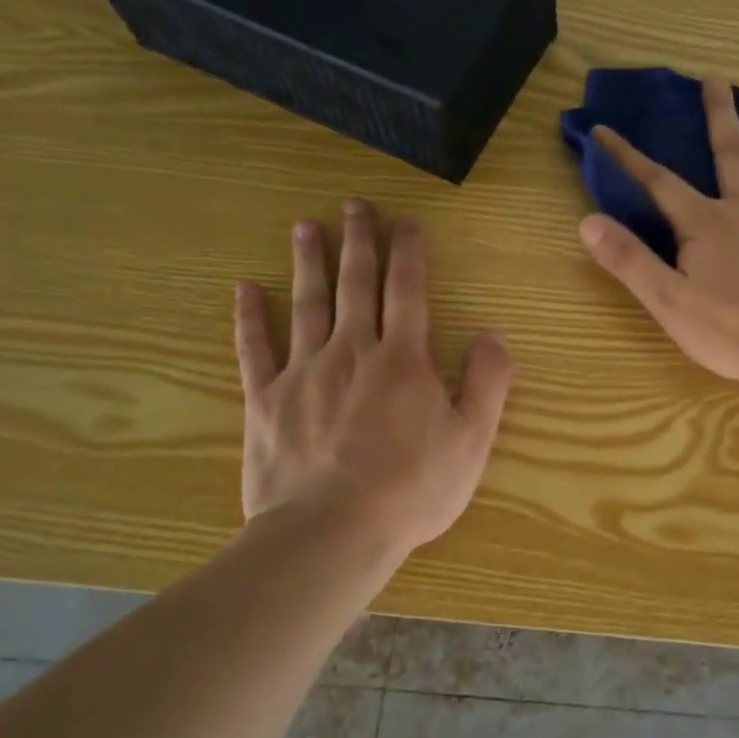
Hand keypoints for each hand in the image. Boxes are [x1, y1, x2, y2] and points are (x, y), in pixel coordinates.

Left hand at [233, 202, 513, 552]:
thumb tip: (493, 334)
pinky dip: (249, 317)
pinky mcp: (265, 400)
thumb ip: (487, 383)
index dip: (410, 253)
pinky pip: (254, 349)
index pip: (409, 291)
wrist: (331, 532)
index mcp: (403, 361)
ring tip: (305, 227)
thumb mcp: (472, 440)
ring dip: (308, 263)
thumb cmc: (412, 489)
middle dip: (358, 242)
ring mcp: (303, 373)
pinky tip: (245, 289)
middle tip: (354, 205)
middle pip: (356, 285)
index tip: (409, 223)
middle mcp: (352, 352)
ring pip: (306, 305)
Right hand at [578, 76, 738, 386]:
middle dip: (719, 115)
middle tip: (715, 78)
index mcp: (707, 224)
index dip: (628, 157)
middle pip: (731, 152)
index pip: (659, 183)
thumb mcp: (668, 301)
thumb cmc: (733, 331)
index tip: (603, 130)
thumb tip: (587, 221)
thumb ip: (629, 260)